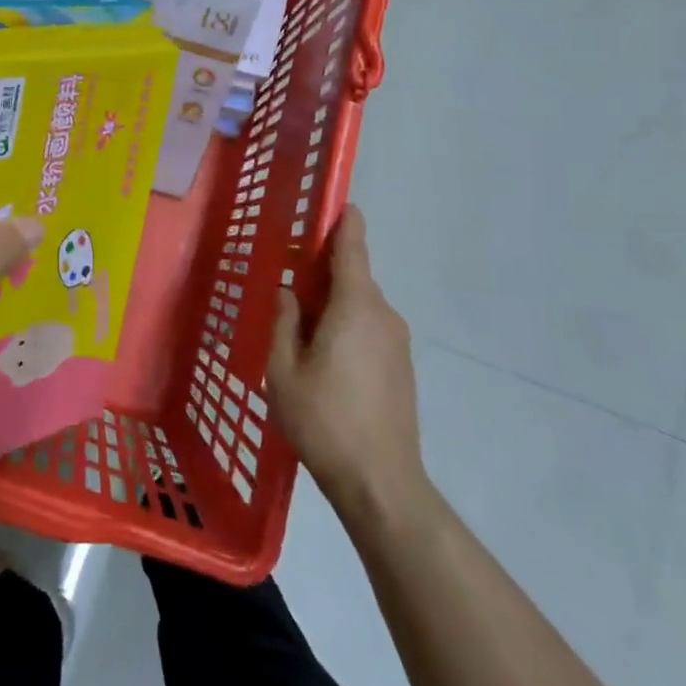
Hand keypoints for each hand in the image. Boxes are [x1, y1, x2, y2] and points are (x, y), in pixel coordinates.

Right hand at [269, 205, 427, 517]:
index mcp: (355, 306)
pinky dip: (346, 324)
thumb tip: (288, 293)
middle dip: (322, 270)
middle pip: (353, 275)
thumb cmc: (324, 420)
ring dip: (333, 302)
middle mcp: (382, 314)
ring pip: (360, 303)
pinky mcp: (401, 366)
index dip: (343, 221)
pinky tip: (323, 356)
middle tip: (287, 281)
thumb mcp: (283, 370)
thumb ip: (284, 322)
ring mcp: (397, 341)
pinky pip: (369, 327)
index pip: (352, 247)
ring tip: (299, 327)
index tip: (333, 202)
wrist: (382, 483)